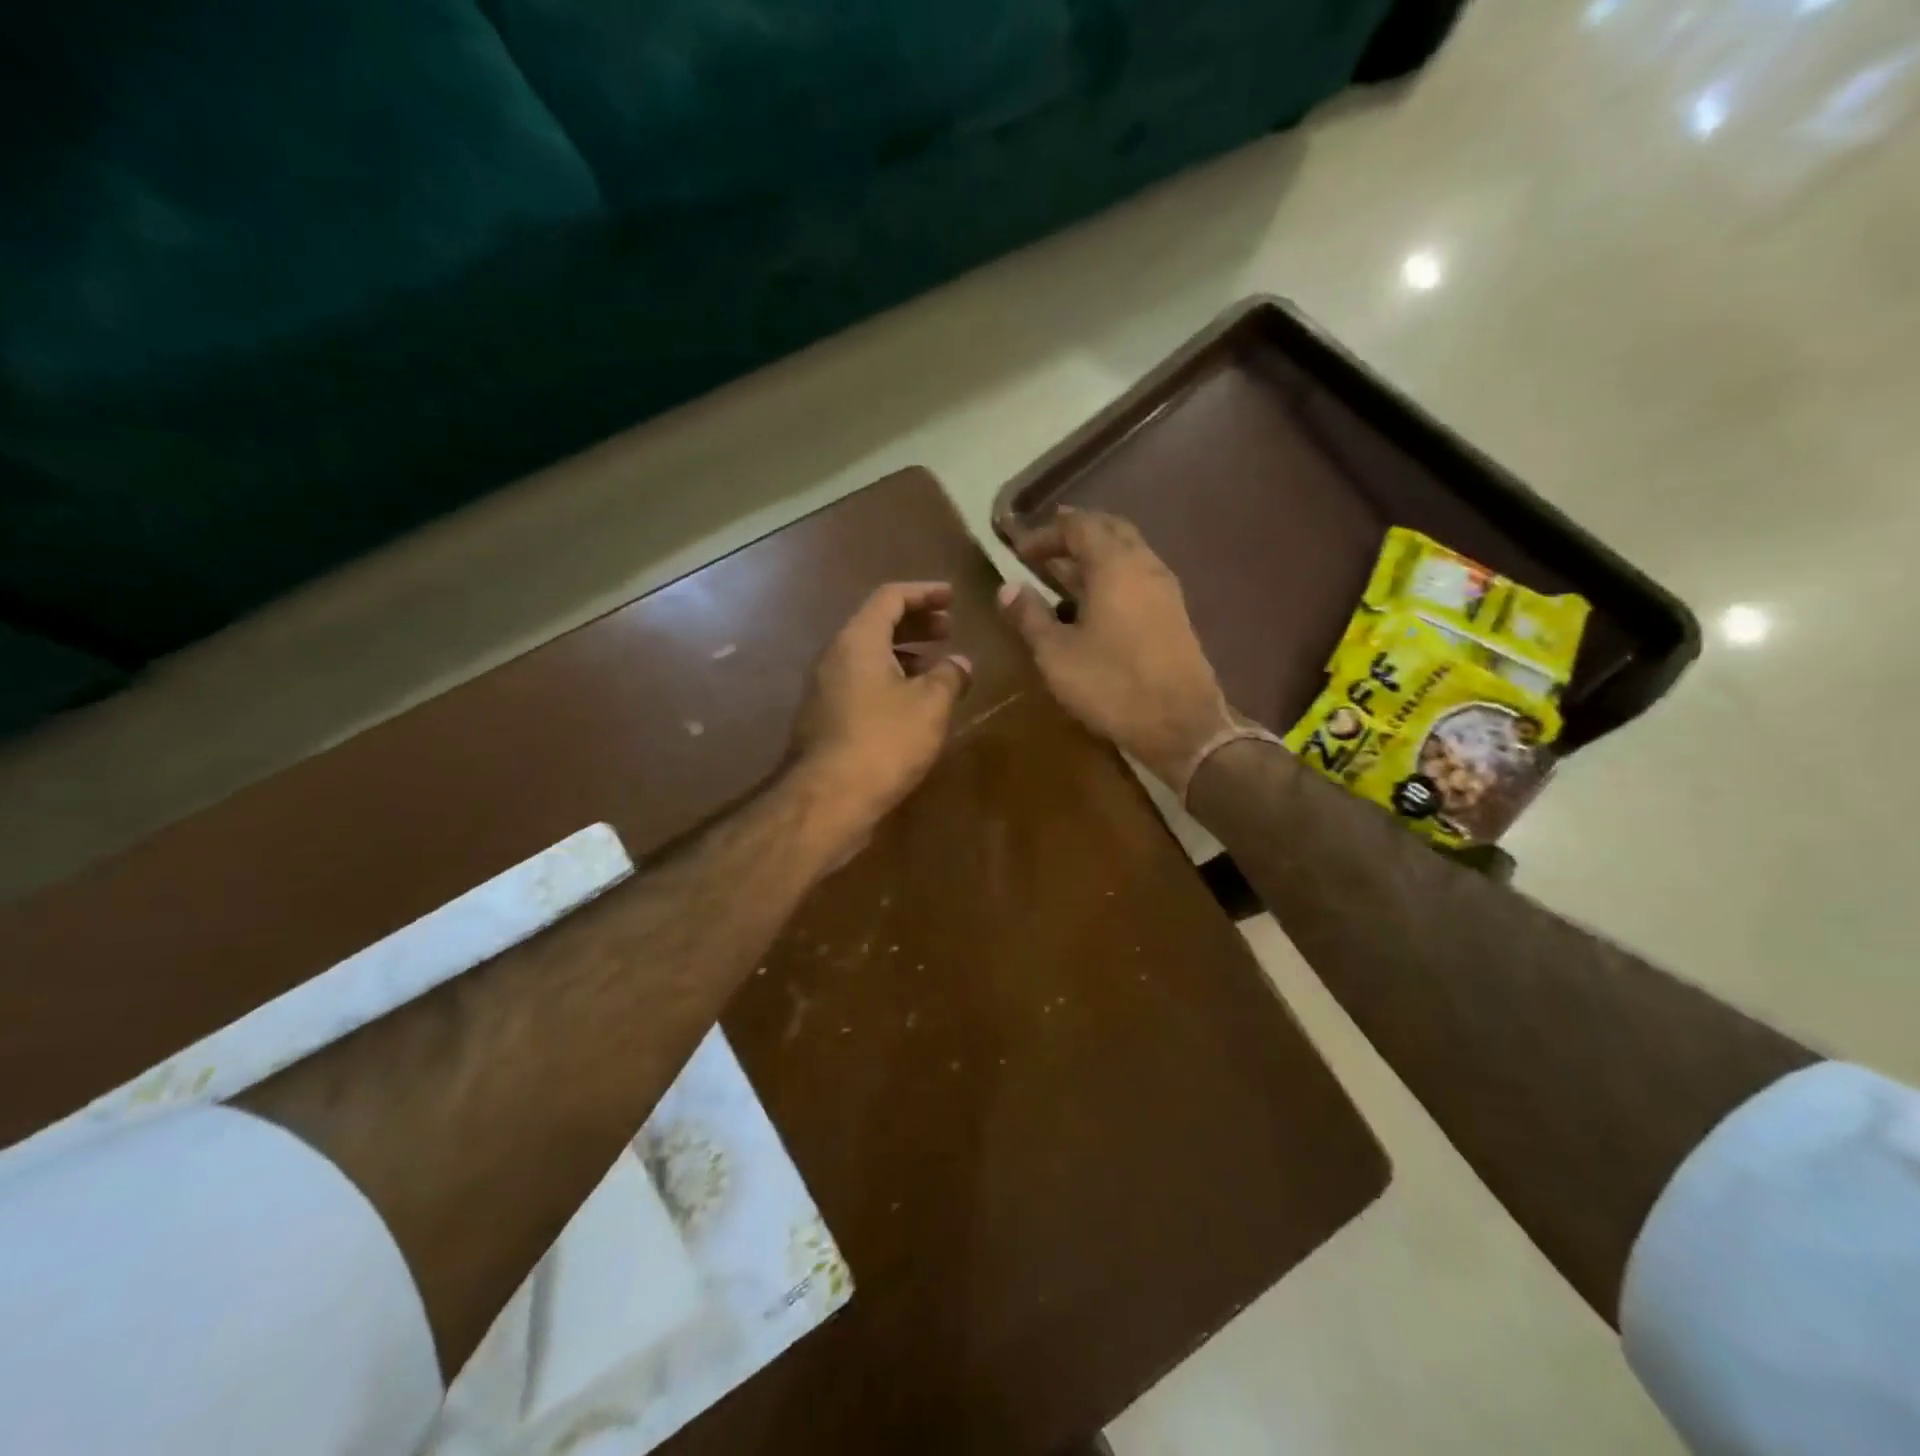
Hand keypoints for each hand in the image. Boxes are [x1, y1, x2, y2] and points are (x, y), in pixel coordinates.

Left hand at [789, 582, 972, 856]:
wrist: (828, 799)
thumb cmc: (884, 741)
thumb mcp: (930, 705)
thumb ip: (949, 677)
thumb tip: (961, 664)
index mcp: (858, 639)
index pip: (890, 597)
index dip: (924, 593)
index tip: (953, 597)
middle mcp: (835, 656)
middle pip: (876, 624)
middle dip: (915, 623)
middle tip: (948, 629)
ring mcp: (825, 689)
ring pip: (867, 656)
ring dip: (903, 654)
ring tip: (936, 668)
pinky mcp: (825, 718)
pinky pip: (860, 683)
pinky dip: (889, 680)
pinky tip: (912, 705)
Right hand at [1000, 509, 1232, 790]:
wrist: (1180, 725)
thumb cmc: (1111, 685)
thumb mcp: (1056, 654)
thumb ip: (1030, 616)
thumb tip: (1007, 587)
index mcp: (1114, 565)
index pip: (1079, 526)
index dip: (1046, 533)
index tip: (1019, 552)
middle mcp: (1144, 565)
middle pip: (1110, 530)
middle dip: (1075, 534)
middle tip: (1045, 550)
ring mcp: (1165, 589)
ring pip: (1128, 553)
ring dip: (1096, 555)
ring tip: (1065, 575)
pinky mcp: (1174, 614)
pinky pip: (1138, 577)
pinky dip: (1112, 576)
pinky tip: (1095, 603)